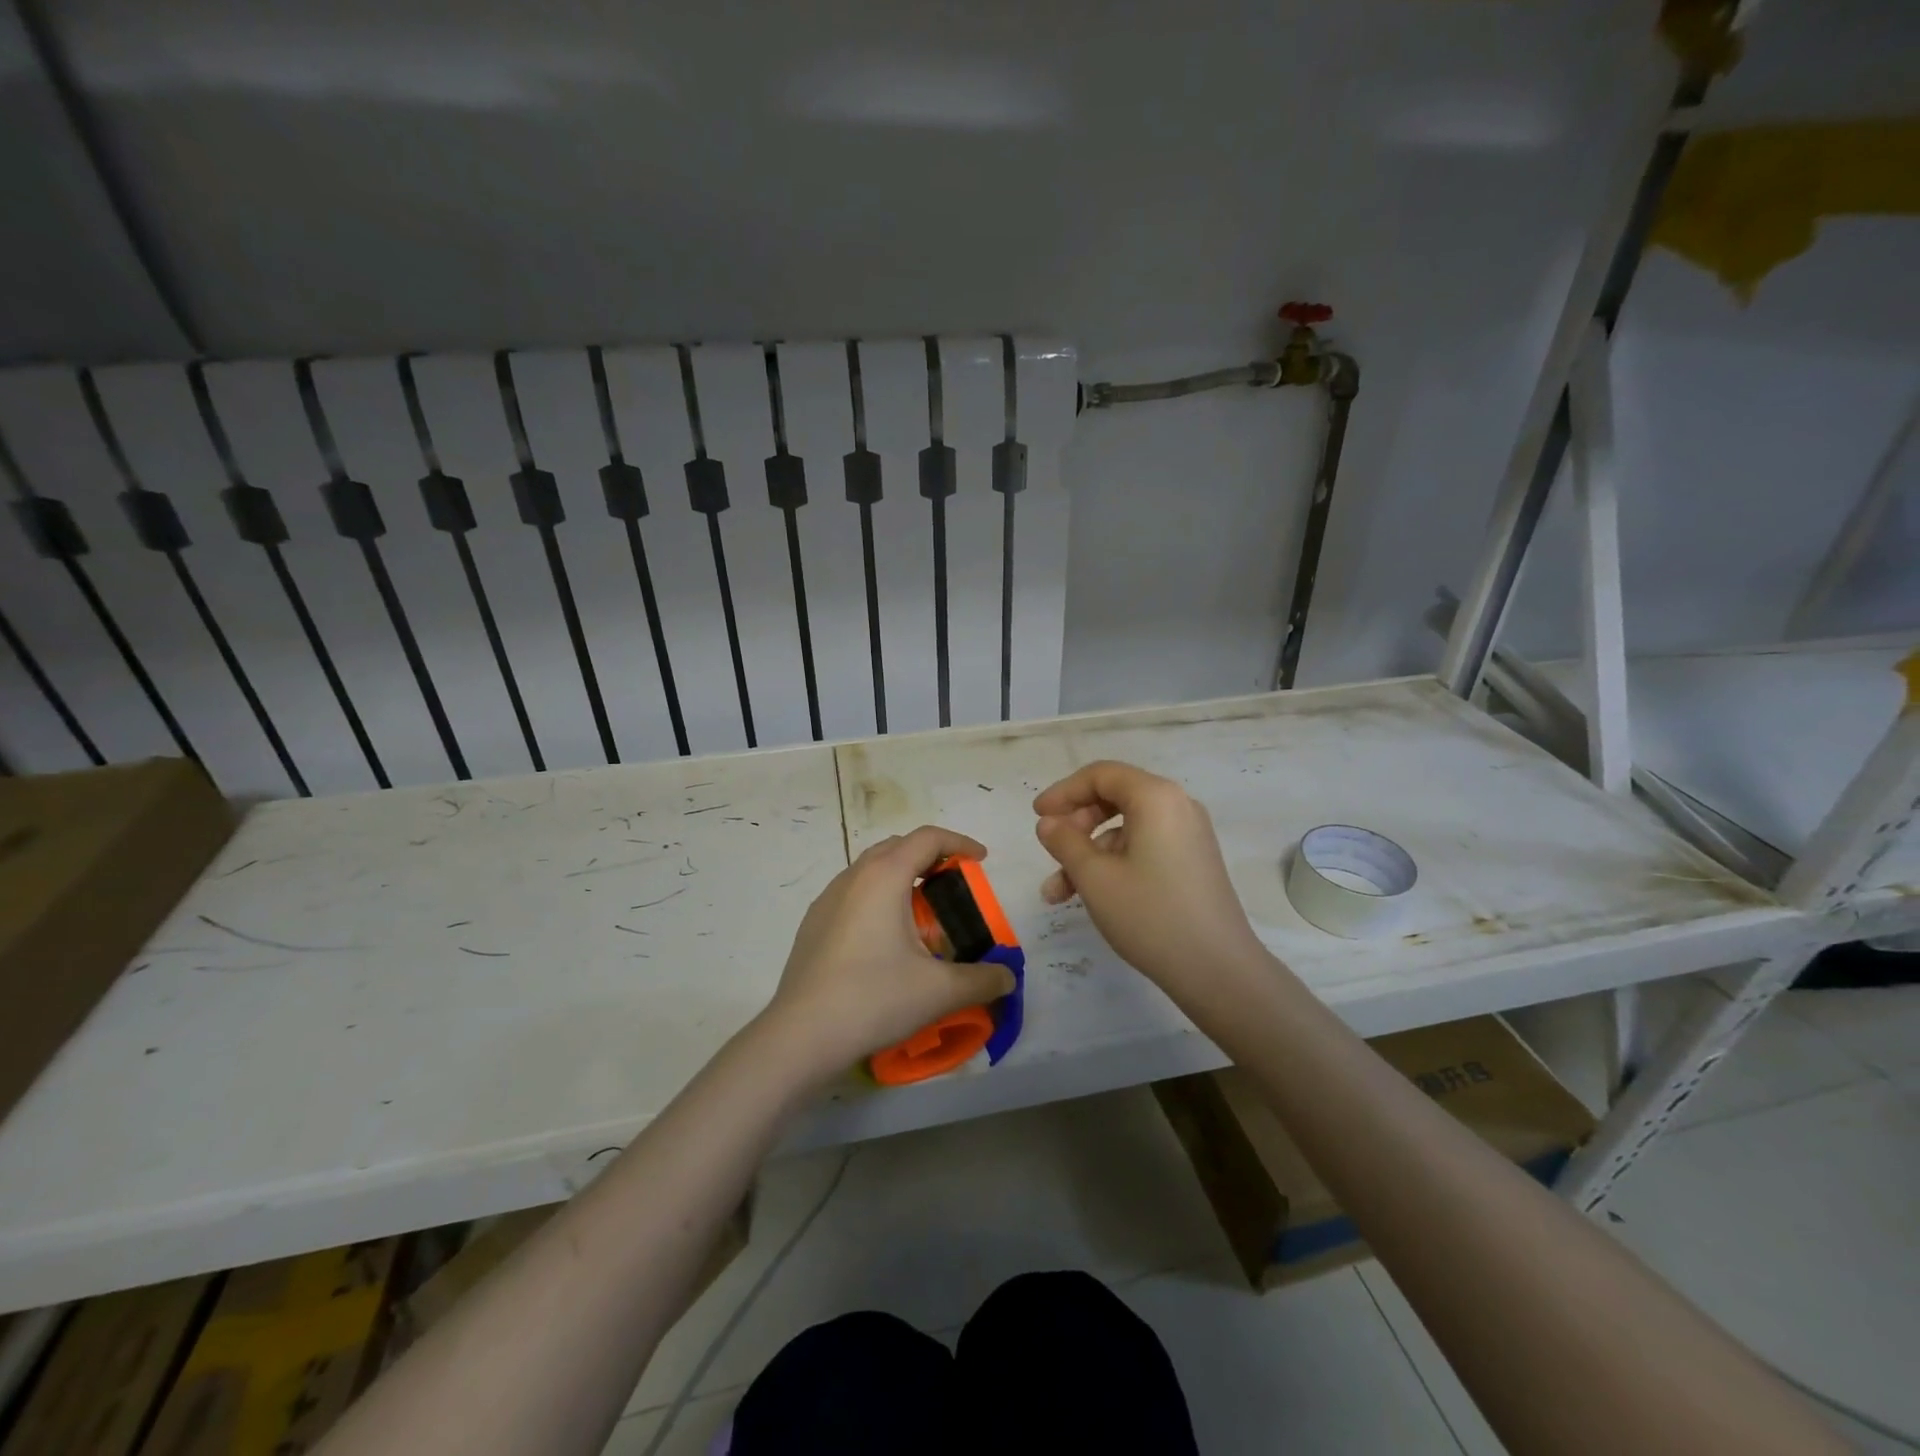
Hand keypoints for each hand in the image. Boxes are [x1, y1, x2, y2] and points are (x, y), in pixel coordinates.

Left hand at [762, 826, 1016, 1079]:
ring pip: (871, 868)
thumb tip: (1007, 978)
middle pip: (898, 846)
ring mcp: (827, 899)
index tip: (981, 860)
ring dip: (901, 876)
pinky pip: (853, 893)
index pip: (928, 838)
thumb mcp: (939, 991)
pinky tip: (885, 939)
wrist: (801, 1035)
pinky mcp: (813, 923)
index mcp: (884, 876)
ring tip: (922, 912)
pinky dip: (878, 897)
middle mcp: (853, 876)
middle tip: (955, 884)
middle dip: (930, 856)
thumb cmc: (874, 998)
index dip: (960, 842)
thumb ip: (982, 980)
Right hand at [1034, 760, 1265, 991]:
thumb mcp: (1094, 877)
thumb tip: (1049, 823)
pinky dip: (1114, 864)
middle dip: (1075, 826)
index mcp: (1156, 797)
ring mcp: (1189, 835)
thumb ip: (1065, 842)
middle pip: (1114, 798)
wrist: (1217, 970)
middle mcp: (1177, 806)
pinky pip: (1144, 848)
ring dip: (1088, 854)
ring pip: (1125, 830)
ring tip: (1058, 894)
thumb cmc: (1150, 915)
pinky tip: (1091, 897)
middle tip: (1050, 851)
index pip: (1101, 775)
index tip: (1038, 816)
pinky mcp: (1192, 862)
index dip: (1064, 792)